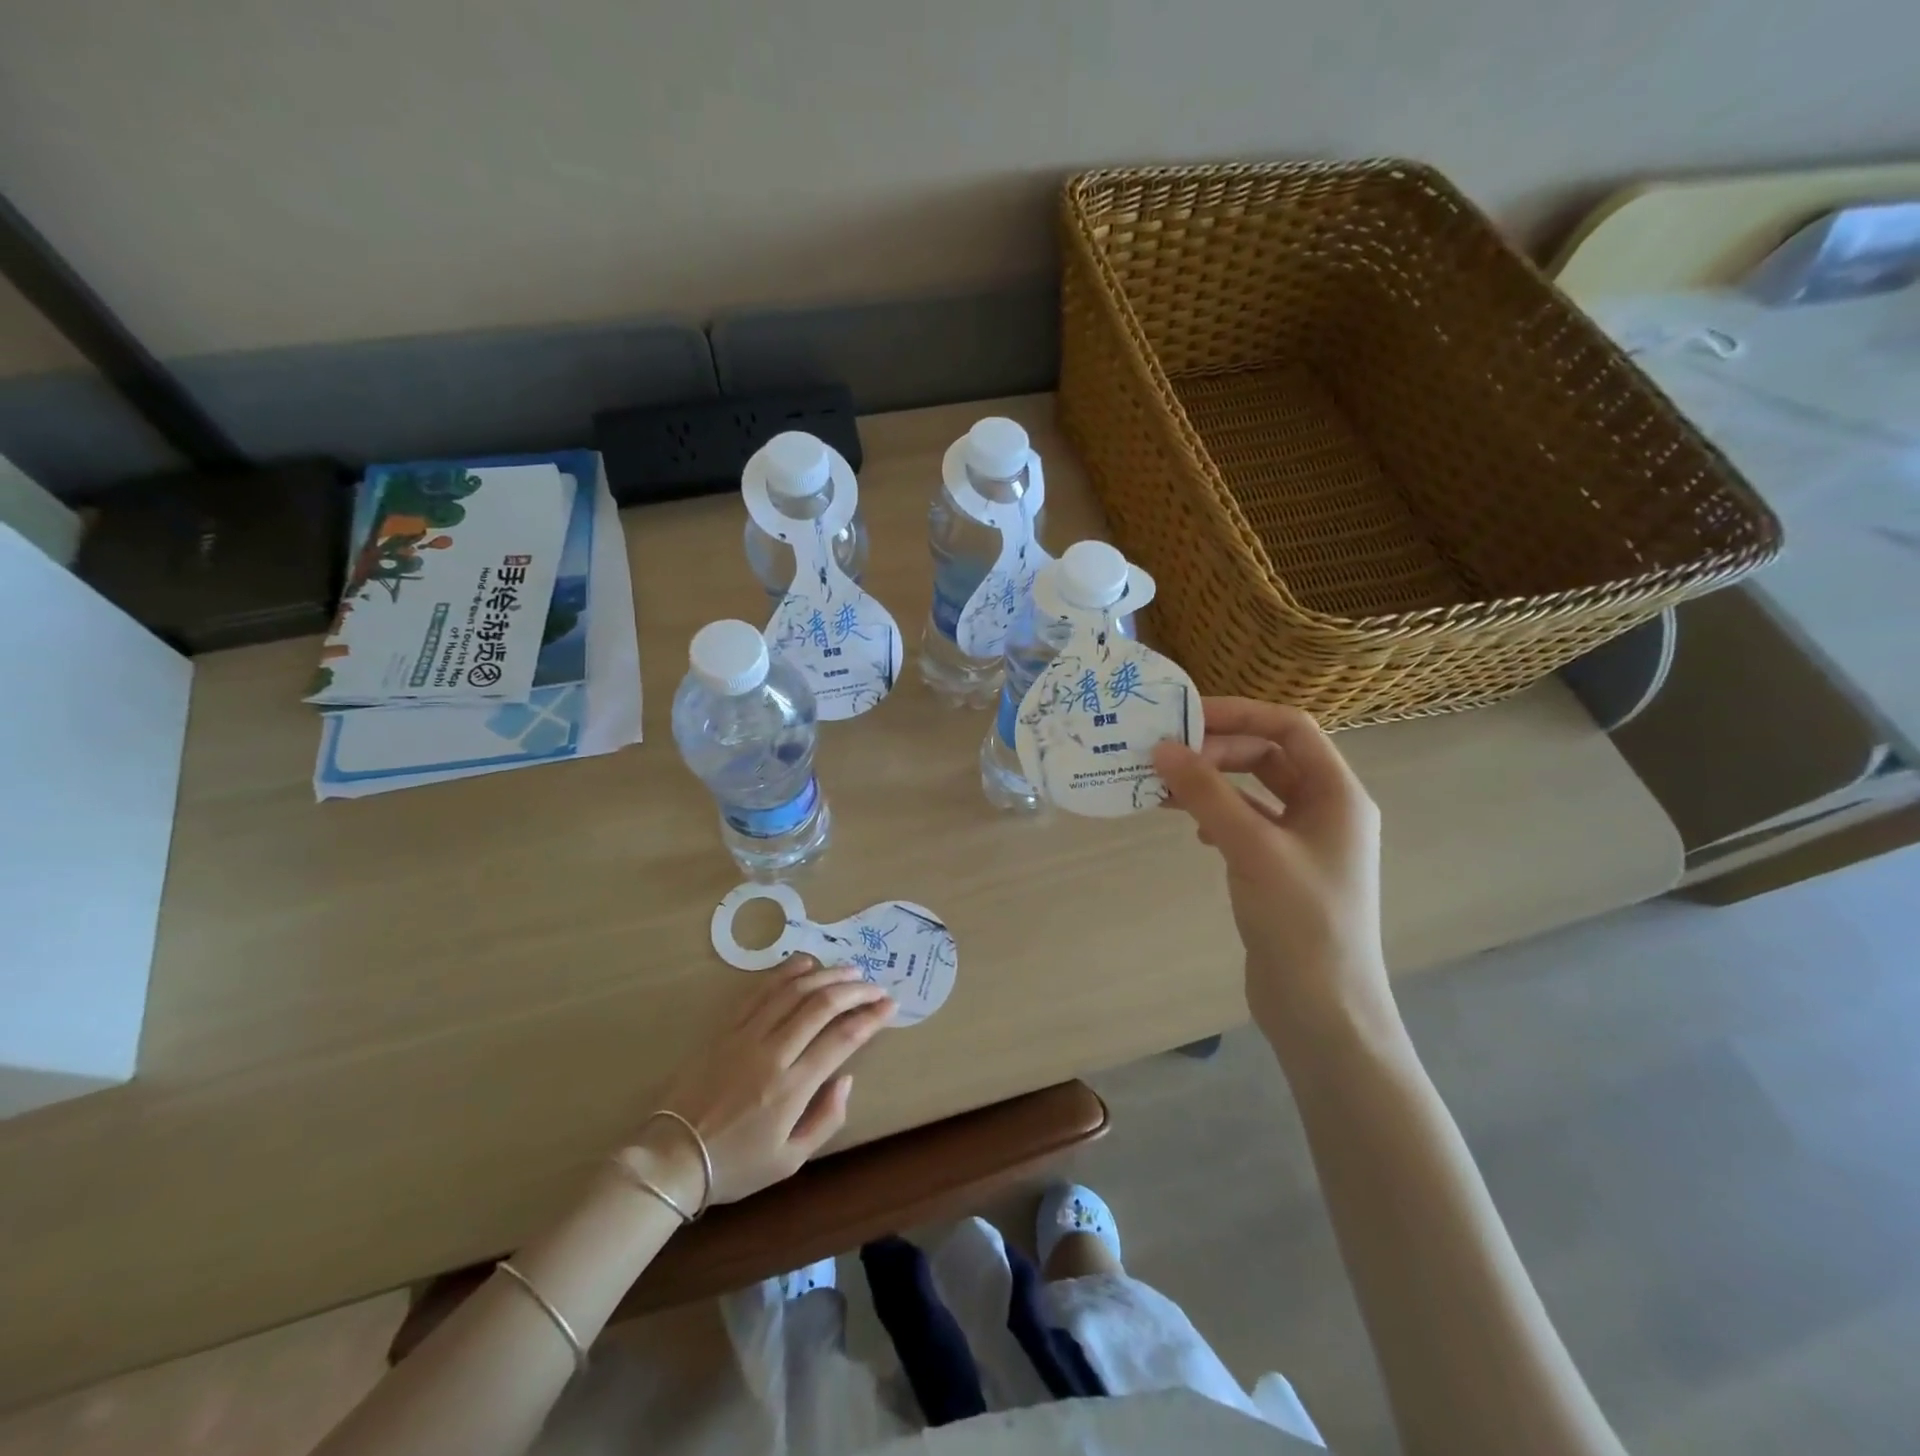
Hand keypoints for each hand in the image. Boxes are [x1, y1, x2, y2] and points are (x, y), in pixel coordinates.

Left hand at [633, 956, 892, 1207]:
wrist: (670, 1157)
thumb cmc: (734, 1165)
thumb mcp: (789, 1161)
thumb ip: (826, 1119)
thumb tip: (846, 1077)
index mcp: (791, 1088)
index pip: (841, 1039)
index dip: (870, 1018)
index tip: (890, 1006)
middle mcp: (772, 1053)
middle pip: (821, 1005)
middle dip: (855, 990)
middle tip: (875, 986)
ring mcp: (745, 1035)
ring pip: (793, 990)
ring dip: (826, 975)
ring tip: (849, 970)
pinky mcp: (725, 1027)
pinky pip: (760, 990)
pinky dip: (786, 972)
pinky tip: (806, 963)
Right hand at [1153, 698, 1395, 1058]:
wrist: (1322, 1009)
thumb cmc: (1300, 920)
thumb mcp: (1252, 848)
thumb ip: (1207, 794)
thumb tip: (1162, 748)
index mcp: (1337, 794)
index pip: (1290, 727)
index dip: (1240, 714)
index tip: (1185, 717)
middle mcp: (1325, 810)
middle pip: (1268, 756)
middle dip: (1217, 750)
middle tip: (1165, 757)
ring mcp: (1304, 842)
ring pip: (1253, 791)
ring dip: (1211, 784)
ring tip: (1163, 788)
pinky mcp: (1281, 870)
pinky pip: (1246, 824)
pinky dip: (1216, 816)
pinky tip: (1192, 831)